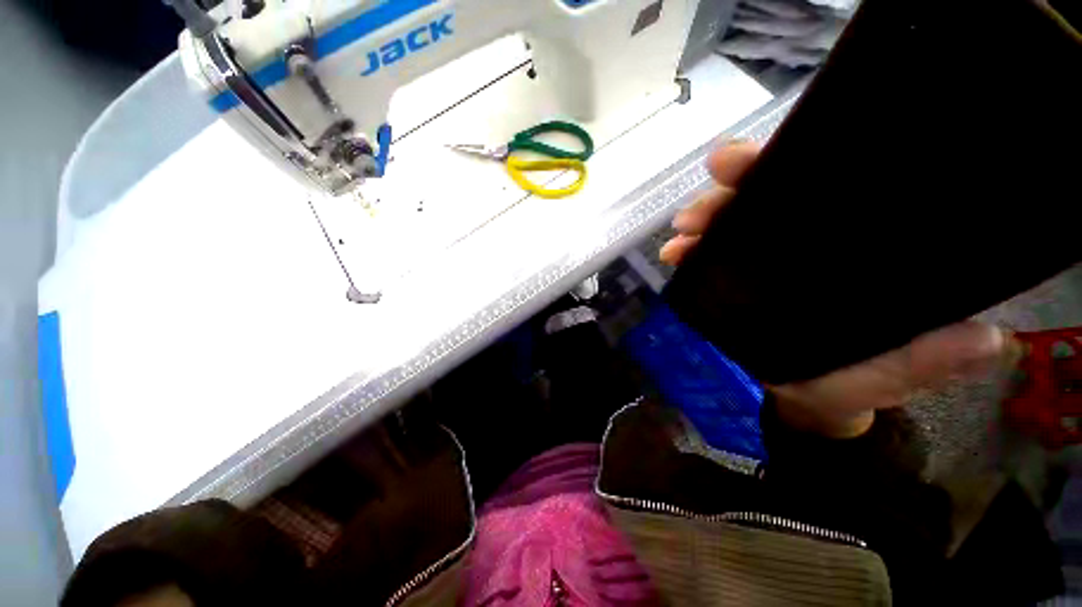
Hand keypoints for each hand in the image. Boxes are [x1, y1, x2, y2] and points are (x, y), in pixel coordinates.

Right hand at [661, 142, 1015, 437]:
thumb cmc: (850, 380)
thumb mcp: (892, 372)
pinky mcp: (735, 279)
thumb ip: (928, 359)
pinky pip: (709, 256)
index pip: (821, 190)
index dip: (783, 167)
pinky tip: (674, 256)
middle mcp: (804, 243)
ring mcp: (763, 260)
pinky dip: (689, 252)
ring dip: (700, 224)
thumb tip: (982, 338)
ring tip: (678, 242)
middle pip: (763, 198)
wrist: (805, 398)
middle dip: (727, 194)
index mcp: (847, 247)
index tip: (743, 164)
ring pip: (730, 224)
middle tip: (697, 214)